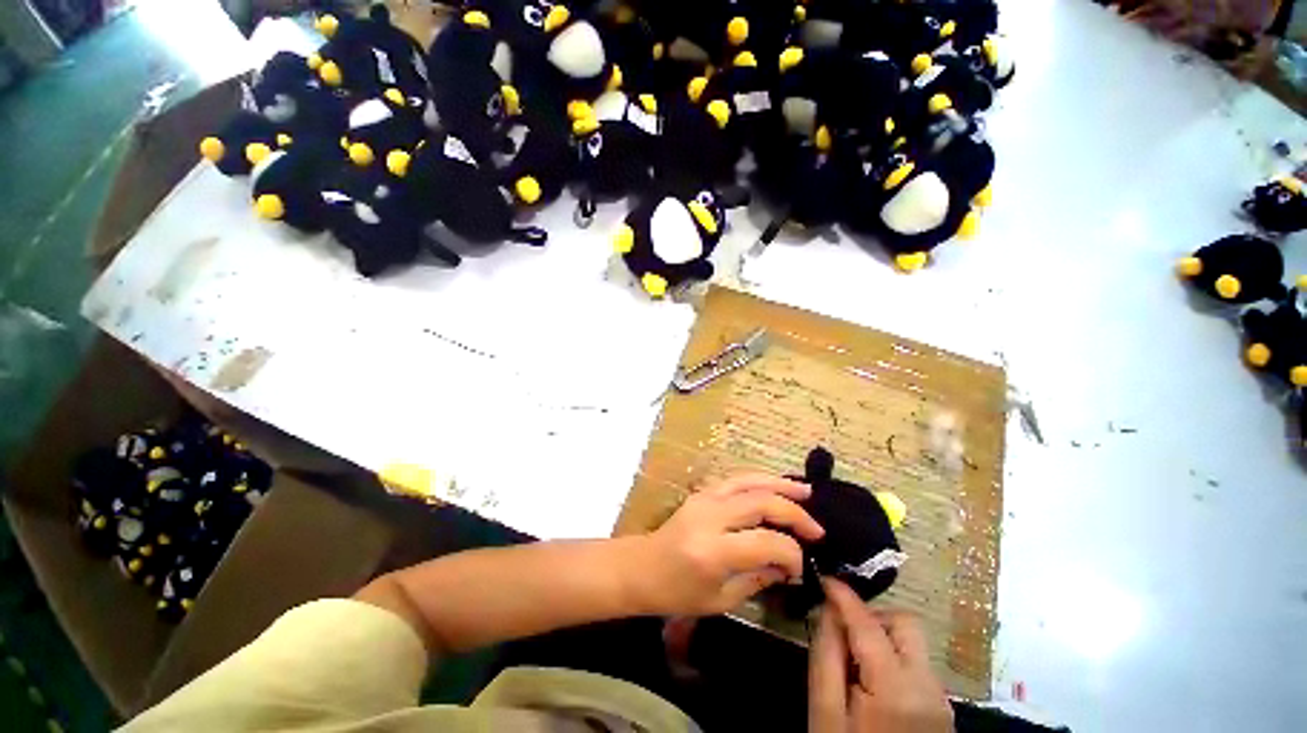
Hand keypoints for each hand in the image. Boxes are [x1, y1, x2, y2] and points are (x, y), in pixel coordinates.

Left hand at [629, 473, 823, 615]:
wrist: (642, 567)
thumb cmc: (678, 592)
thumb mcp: (721, 600)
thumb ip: (758, 578)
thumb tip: (788, 564)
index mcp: (713, 551)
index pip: (765, 542)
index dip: (791, 553)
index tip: (801, 566)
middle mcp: (710, 517)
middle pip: (760, 503)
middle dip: (793, 513)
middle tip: (816, 529)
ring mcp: (704, 498)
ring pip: (748, 481)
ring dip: (780, 485)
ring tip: (806, 492)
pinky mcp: (702, 491)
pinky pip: (736, 479)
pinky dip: (760, 480)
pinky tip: (776, 486)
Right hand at [809, 579, 952, 732]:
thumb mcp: (825, 711)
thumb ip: (826, 655)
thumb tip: (828, 611)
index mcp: (896, 689)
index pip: (869, 624)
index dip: (844, 595)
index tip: (825, 578)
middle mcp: (928, 688)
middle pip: (906, 624)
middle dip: (873, 617)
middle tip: (844, 632)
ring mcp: (941, 699)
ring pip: (913, 643)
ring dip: (882, 637)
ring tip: (856, 662)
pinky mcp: (943, 709)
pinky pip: (918, 664)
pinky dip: (893, 658)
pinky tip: (873, 681)